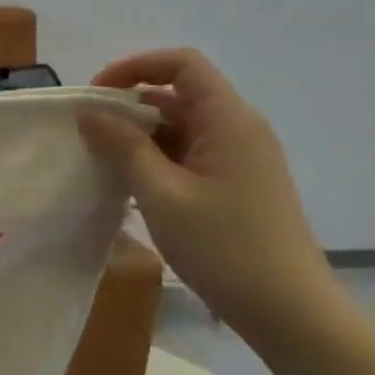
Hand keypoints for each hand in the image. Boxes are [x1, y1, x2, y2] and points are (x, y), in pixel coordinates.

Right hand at [78, 48, 337, 332]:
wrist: (288, 310)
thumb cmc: (224, 247)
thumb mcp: (161, 194)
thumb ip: (123, 147)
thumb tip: (89, 111)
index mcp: (228, 120)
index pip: (182, 64)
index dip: (135, 67)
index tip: (95, 95)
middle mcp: (238, 129)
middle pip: (178, 94)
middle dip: (128, 106)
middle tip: (86, 134)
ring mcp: (239, 158)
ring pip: (180, 127)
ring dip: (139, 136)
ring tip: (100, 161)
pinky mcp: (235, 183)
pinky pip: (188, 154)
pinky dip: (155, 159)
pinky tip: (128, 185)